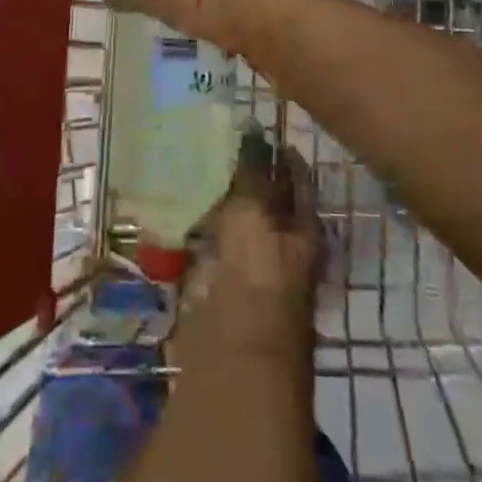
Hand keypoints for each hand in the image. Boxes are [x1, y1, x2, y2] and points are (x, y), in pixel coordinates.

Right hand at [173, 142, 321, 366]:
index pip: (297, 180)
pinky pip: (208, 247)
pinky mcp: (219, 288)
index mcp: (303, 230)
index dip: (281, 154)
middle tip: (217, 137)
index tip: (258, 125)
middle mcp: (282, 247)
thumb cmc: (257, 278)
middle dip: (246, 173)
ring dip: (218, 198)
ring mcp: (250, 270)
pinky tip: (177, 208)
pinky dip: (196, 228)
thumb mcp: (256, 214)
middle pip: (266, 201)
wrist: (234, 356)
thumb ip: (252, 172)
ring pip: (236, 222)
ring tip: (193, 163)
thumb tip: (253, 128)